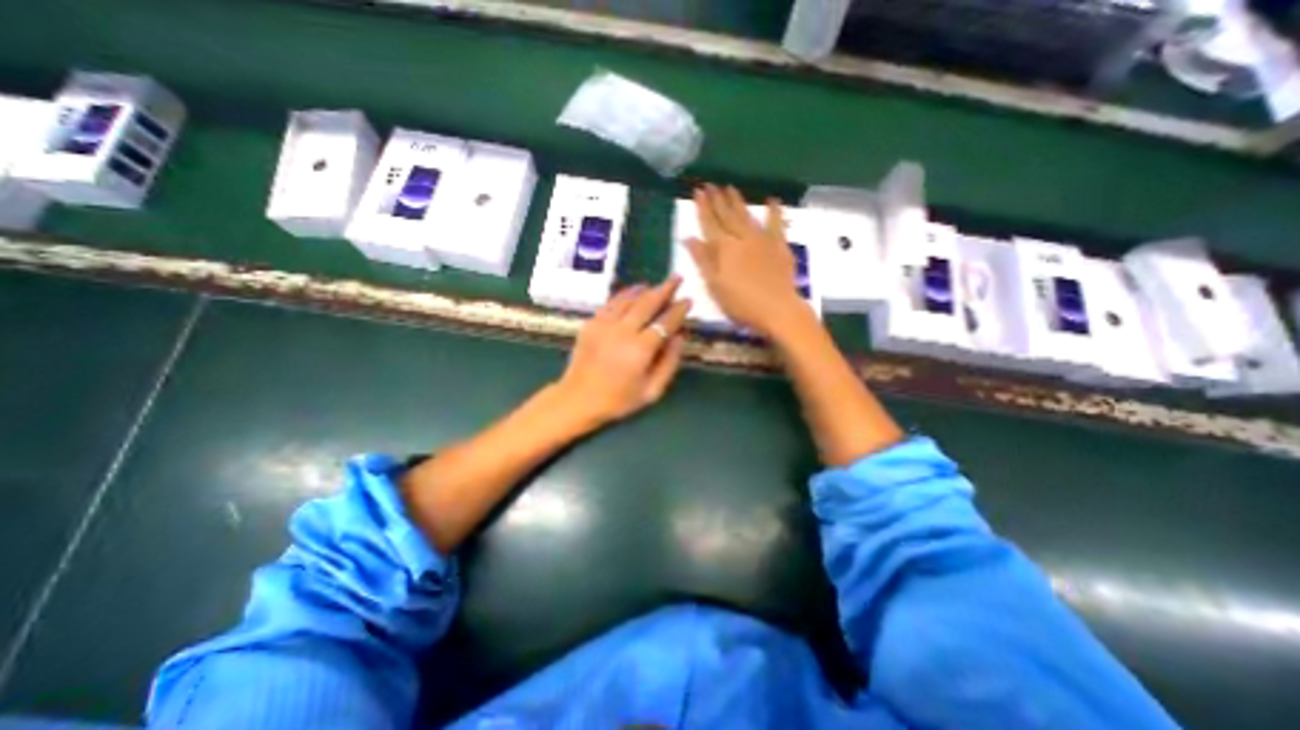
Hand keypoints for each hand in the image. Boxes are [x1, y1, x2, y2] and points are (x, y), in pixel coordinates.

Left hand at [562, 276, 699, 427]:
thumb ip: (669, 363)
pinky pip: (611, 303)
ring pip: (628, 299)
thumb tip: (679, 337)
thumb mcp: (651, 391)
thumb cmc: (618, 400)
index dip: (678, 310)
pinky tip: (632, 292)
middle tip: (677, 278)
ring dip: (645, 289)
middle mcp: (623, 331)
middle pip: (647, 303)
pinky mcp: (591, 324)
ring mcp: (604, 325)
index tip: (688, 300)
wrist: (578, 399)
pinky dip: (624, 295)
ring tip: (656, 285)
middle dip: (665, 289)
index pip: (665, 322)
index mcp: (640, 349)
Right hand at [684, 186, 809, 339]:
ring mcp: (763, 240)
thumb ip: (702, 260)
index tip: (697, 192)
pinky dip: (774, 212)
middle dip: (717, 200)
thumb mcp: (715, 285)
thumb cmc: (741, 303)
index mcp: (725, 248)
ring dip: (737, 201)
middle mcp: (742, 238)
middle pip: (727, 216)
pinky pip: (776, 224)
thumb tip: (688, 238)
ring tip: (730, 188)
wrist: (777, 310)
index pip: (710, 224)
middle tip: (710, 184)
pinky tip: (772, 200)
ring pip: (747, 216)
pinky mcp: (779, 246)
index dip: (703, 209)